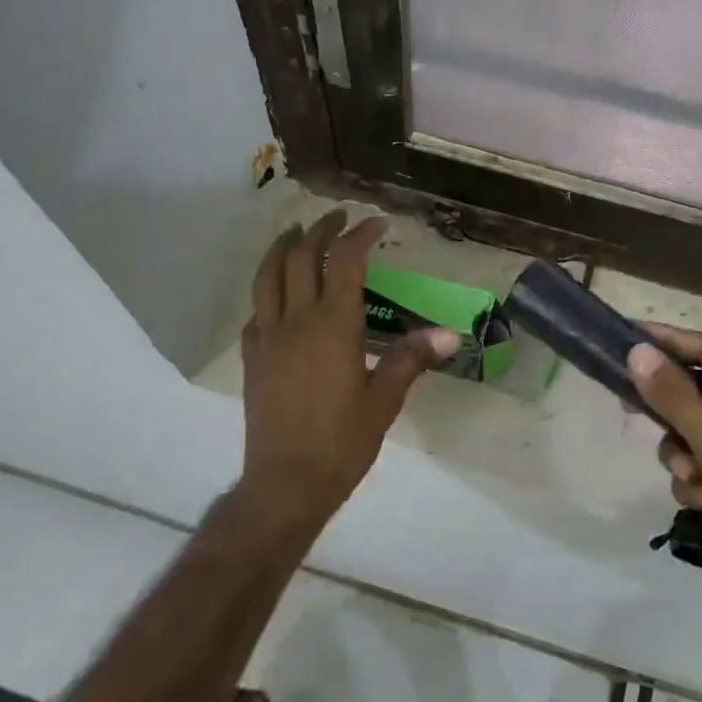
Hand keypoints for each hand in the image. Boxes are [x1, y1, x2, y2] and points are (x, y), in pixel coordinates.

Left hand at [240, 211, 456, 525]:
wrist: (286, 483)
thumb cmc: (342, 441)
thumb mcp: (385, 400)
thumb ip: (412, 359)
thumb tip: (450, 333)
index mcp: (334, 326)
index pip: (345, 262)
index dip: (361, 235)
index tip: (378, 224)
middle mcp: (296, 321)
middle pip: (300, 257)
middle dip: (320, 230)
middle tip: (338, 217)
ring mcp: (267, 338)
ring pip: (267, 277)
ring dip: (281, 248)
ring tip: (294, 233)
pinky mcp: (251, 359)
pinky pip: (255, 312)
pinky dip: (267, 292)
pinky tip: (276, 298)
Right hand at [628, 326, 701, 675]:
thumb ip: (677, 399)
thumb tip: (638, 351)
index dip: (672, 341)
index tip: (629, 337)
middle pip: (697, 392)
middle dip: (671, 408)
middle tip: (630, 403)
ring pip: (689, 433)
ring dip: (682, 454)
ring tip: (696, 480)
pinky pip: (695, 466)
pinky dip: (692, 483)